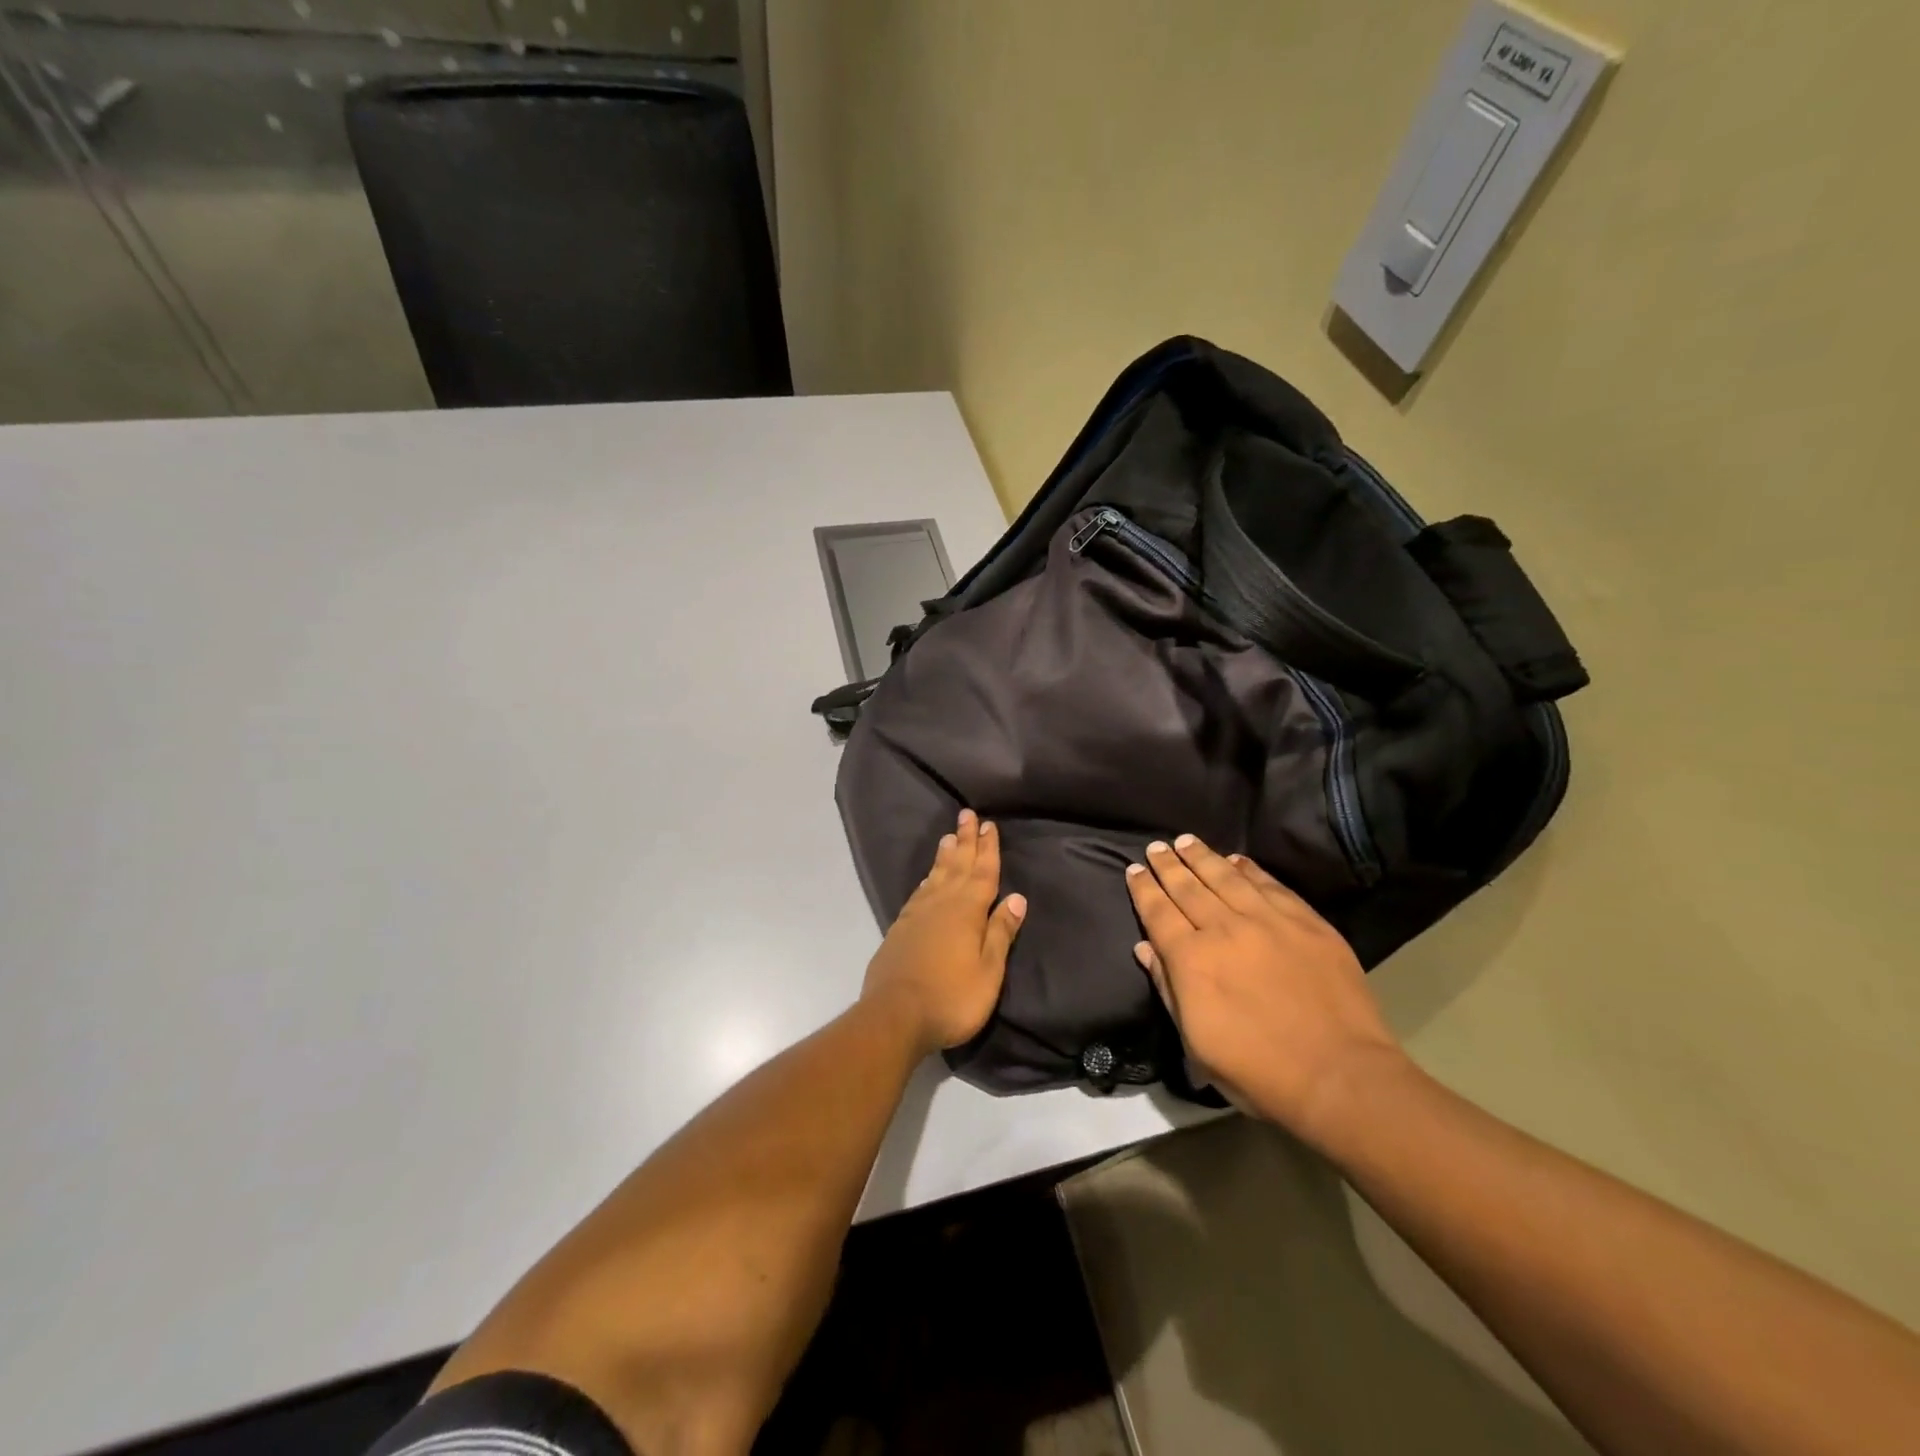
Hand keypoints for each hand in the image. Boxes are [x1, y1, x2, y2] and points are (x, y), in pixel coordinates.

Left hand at [862, 809, 1025, 1056]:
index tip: (989, 825)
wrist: (895, 1015)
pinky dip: (927, 879)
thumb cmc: (951, 997)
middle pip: (957, 865)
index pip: (983, 872)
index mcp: (967, 911)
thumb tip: (1017, 898)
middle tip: (967, 814)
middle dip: (965, 840)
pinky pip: (919, 893)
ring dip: (945, 855)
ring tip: (949, 837)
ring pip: (935, 875)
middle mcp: (941, 904)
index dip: (988, 849)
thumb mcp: (989, 971)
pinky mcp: (899, 929)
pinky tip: (928, 879)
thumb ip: (1000, 932)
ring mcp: (917, 915)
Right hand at [1126, 834, 1406, 1140]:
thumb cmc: (1258, 1072)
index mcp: (1192, 960)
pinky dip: (1249, 869)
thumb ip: (1168, 989)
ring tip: (1187, 841)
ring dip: (1202, 857)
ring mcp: (1269, 921)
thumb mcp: (1196, 1044)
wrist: (1340, 1076)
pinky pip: (1270, 885)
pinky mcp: (1306, 922)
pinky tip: (1236, 860)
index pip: (1158, 913)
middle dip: (1168, 865)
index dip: (1144, 889)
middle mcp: (1225, 929)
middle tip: (1156, 847)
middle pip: (1188, 887)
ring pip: (1226, 877)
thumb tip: (1145, 948)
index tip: (1134, 870)